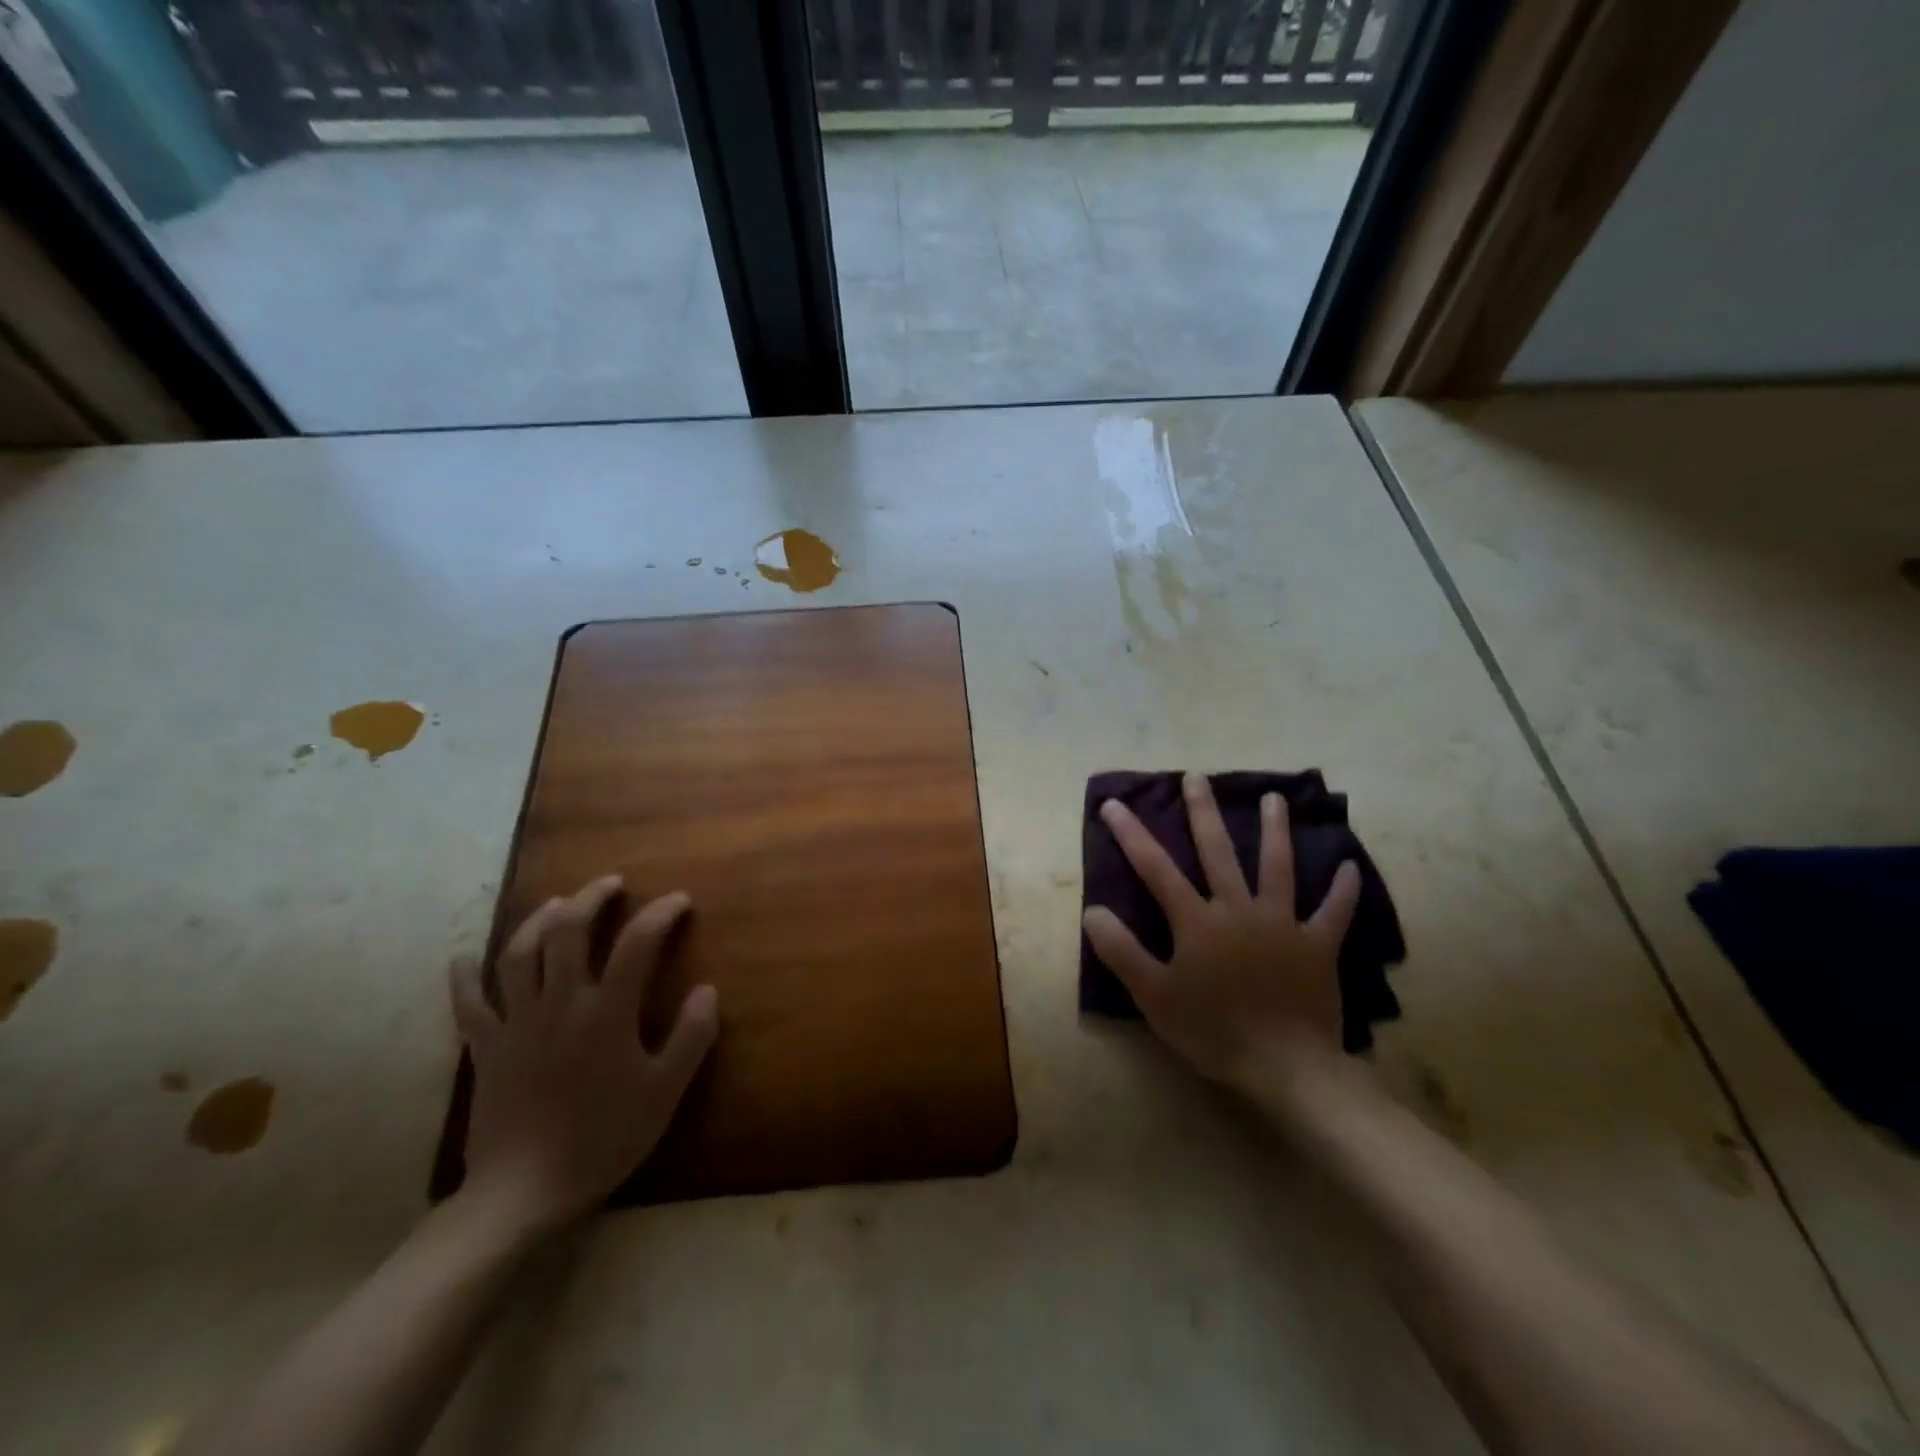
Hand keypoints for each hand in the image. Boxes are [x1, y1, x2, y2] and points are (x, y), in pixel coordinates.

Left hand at [450, 875, 718, 1236]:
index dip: (660, 913)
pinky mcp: (486, 1048)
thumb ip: (691, 1037)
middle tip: (611, 884)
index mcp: (606, 1011)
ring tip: (558, 904)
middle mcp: (560, 1003)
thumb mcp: (665, 1092)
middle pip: (568, 931)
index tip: (679, 901)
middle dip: (591, 898)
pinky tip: (463, 959)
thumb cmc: (603, 1138)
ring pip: (520, 954)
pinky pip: (470, 1004)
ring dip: (539, 920)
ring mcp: (517, 1023)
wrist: (524, 1192)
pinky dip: (465, 978)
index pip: (637, 943)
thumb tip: (707, 990)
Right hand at [1082, 773, 1359, 1090]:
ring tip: (1275, 798)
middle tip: (1196, 776)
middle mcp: (1239, 909)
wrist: (1287, 1068)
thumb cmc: (1214, 1031)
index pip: (1156, 869)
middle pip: (1218, 851)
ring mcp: (1283, 923)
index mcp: (1197, 921)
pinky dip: (1342, 890)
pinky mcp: (1318, 945)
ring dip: (1275, 830)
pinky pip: (1333, 912)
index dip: (1132, 834)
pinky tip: (1350, 866)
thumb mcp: (1155, 997)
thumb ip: (1122, 951)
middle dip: (1203, 812)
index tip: (1113, 804)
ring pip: (1277, 866)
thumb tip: (1093, 910)